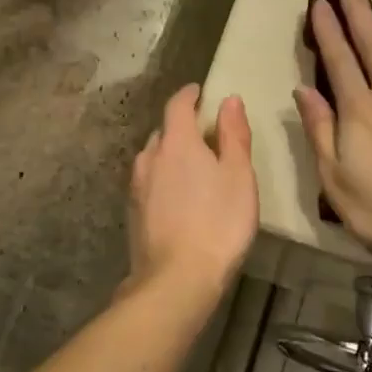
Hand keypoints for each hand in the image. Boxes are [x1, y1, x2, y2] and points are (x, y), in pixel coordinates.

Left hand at [127, 85, 258, 300]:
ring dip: (171, 154)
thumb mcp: (239, 176)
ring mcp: (136, 186)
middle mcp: (149, 157)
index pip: (177, 105)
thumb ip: (234, 135)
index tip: (200, 92)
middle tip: (206, 134)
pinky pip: (149, 182)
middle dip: (182, 127)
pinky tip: (179, 197)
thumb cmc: (218, 222)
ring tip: (193, 167)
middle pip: (164, 131)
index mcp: (176, 142)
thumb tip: (228, 100)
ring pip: (153, 158)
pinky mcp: (133, 213)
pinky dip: (164, 178)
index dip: (189, 95)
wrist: (176, 279)